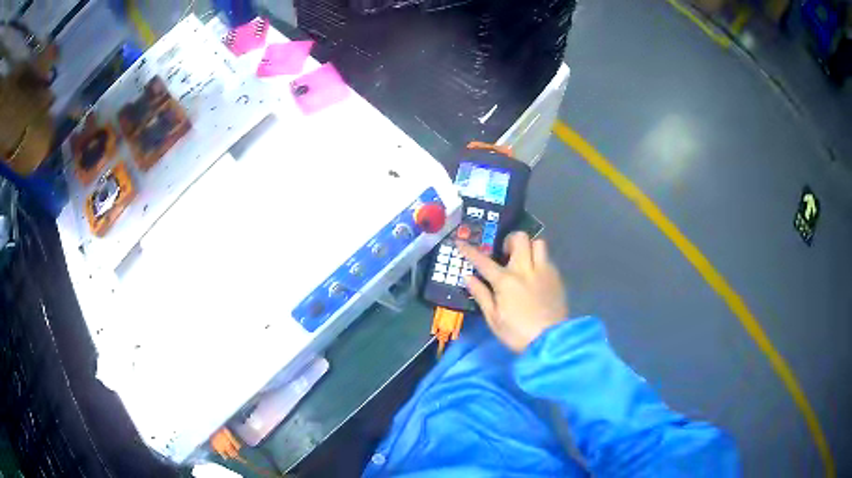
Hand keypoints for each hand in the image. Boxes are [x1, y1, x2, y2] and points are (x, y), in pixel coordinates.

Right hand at [457, 232, 567, 352]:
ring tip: (523, 261)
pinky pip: (547, 258)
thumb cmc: (518, 333)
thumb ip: (481, 295)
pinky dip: (539, 260)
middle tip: (505, 255)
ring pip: (538, 243)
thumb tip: (468, 277)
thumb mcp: (493, 319)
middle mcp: (525, 269)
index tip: (460, 242)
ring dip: (529, 247)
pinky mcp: (557, 277)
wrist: (551, 340)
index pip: (483, 261)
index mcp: (506, 281)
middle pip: (519, 238)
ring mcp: (544, 271)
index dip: (469, 250)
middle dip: (510, 240)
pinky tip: (535, 275)